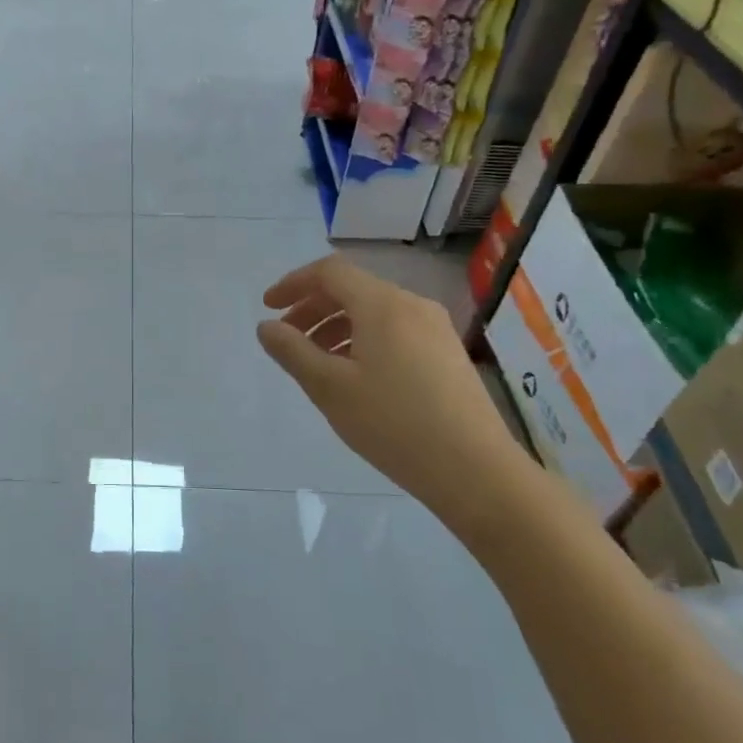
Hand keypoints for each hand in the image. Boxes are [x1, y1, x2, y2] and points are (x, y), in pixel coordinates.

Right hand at [257, 256, 531, 525]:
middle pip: (352, 289)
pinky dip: (363, 339)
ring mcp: (435, 329)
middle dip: (312, 308)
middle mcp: (412, 305)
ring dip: (336, 326)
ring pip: (374, 312)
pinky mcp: (447, 354)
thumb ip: (292, 351)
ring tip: (316, 362)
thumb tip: (266, 326)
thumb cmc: (393, 424)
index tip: (268, 307)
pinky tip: (355, 375)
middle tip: (286, 338)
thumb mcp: (329, 387)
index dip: (293, 283)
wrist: (476, 470)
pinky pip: (394, 330)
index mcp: (383, 305)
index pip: (330, 272)